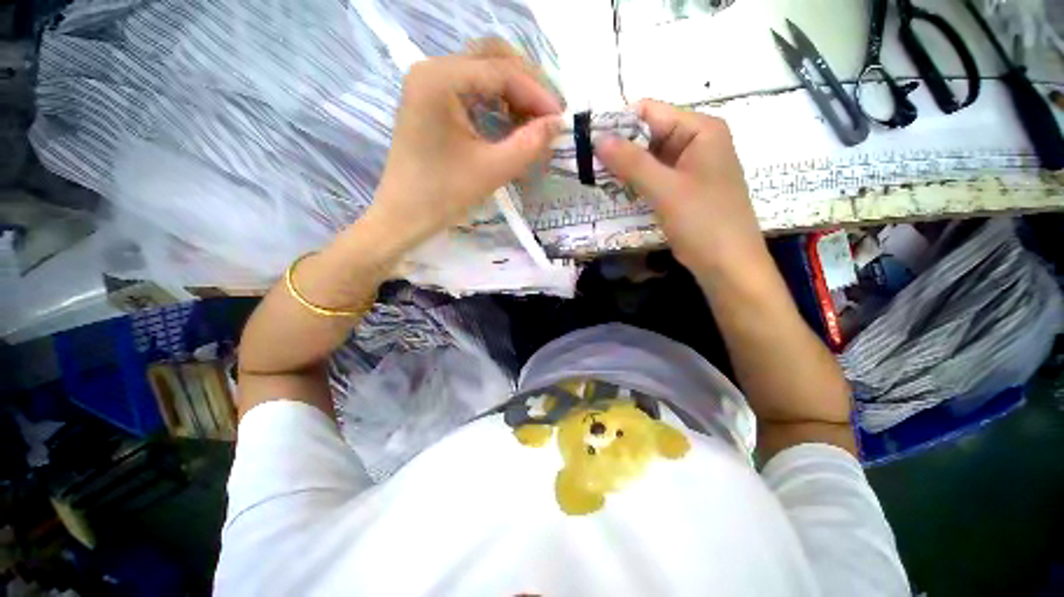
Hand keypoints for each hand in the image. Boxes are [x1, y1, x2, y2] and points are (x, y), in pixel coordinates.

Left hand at [367, 51, 561, 251]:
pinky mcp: (432, 101)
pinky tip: (512, 124)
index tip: (561, 119)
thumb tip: (557, 124)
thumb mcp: (492, 170)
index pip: (501, 71)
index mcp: (440, 80)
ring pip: (484, 72)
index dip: (537, 94)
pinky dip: (498, 102)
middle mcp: (432, 70)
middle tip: (548, 116)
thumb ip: (529, 144)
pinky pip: (473, 89)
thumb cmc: (443, 195)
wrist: (404, 216)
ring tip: (534, 123)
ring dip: (514, 93)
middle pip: (493, 58)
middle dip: (527, 85)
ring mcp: (430, 84)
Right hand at [596, 100, 764, 275]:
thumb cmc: (703, 222)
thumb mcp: (665, 189)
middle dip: (619, 149)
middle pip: (648, 134)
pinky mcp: (682, 189)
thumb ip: (631, 162)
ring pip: (648, 158)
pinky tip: (616, 192)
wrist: (728, 265)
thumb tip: (598, 138)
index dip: (618, 125)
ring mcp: (689, 167)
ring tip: (598, 180)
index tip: (589, 144)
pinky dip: (635, 183)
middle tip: (589, 166)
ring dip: (624, 168)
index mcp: (700, 130)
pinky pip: (654, 177)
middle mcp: (696, 142)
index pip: (651, 112)